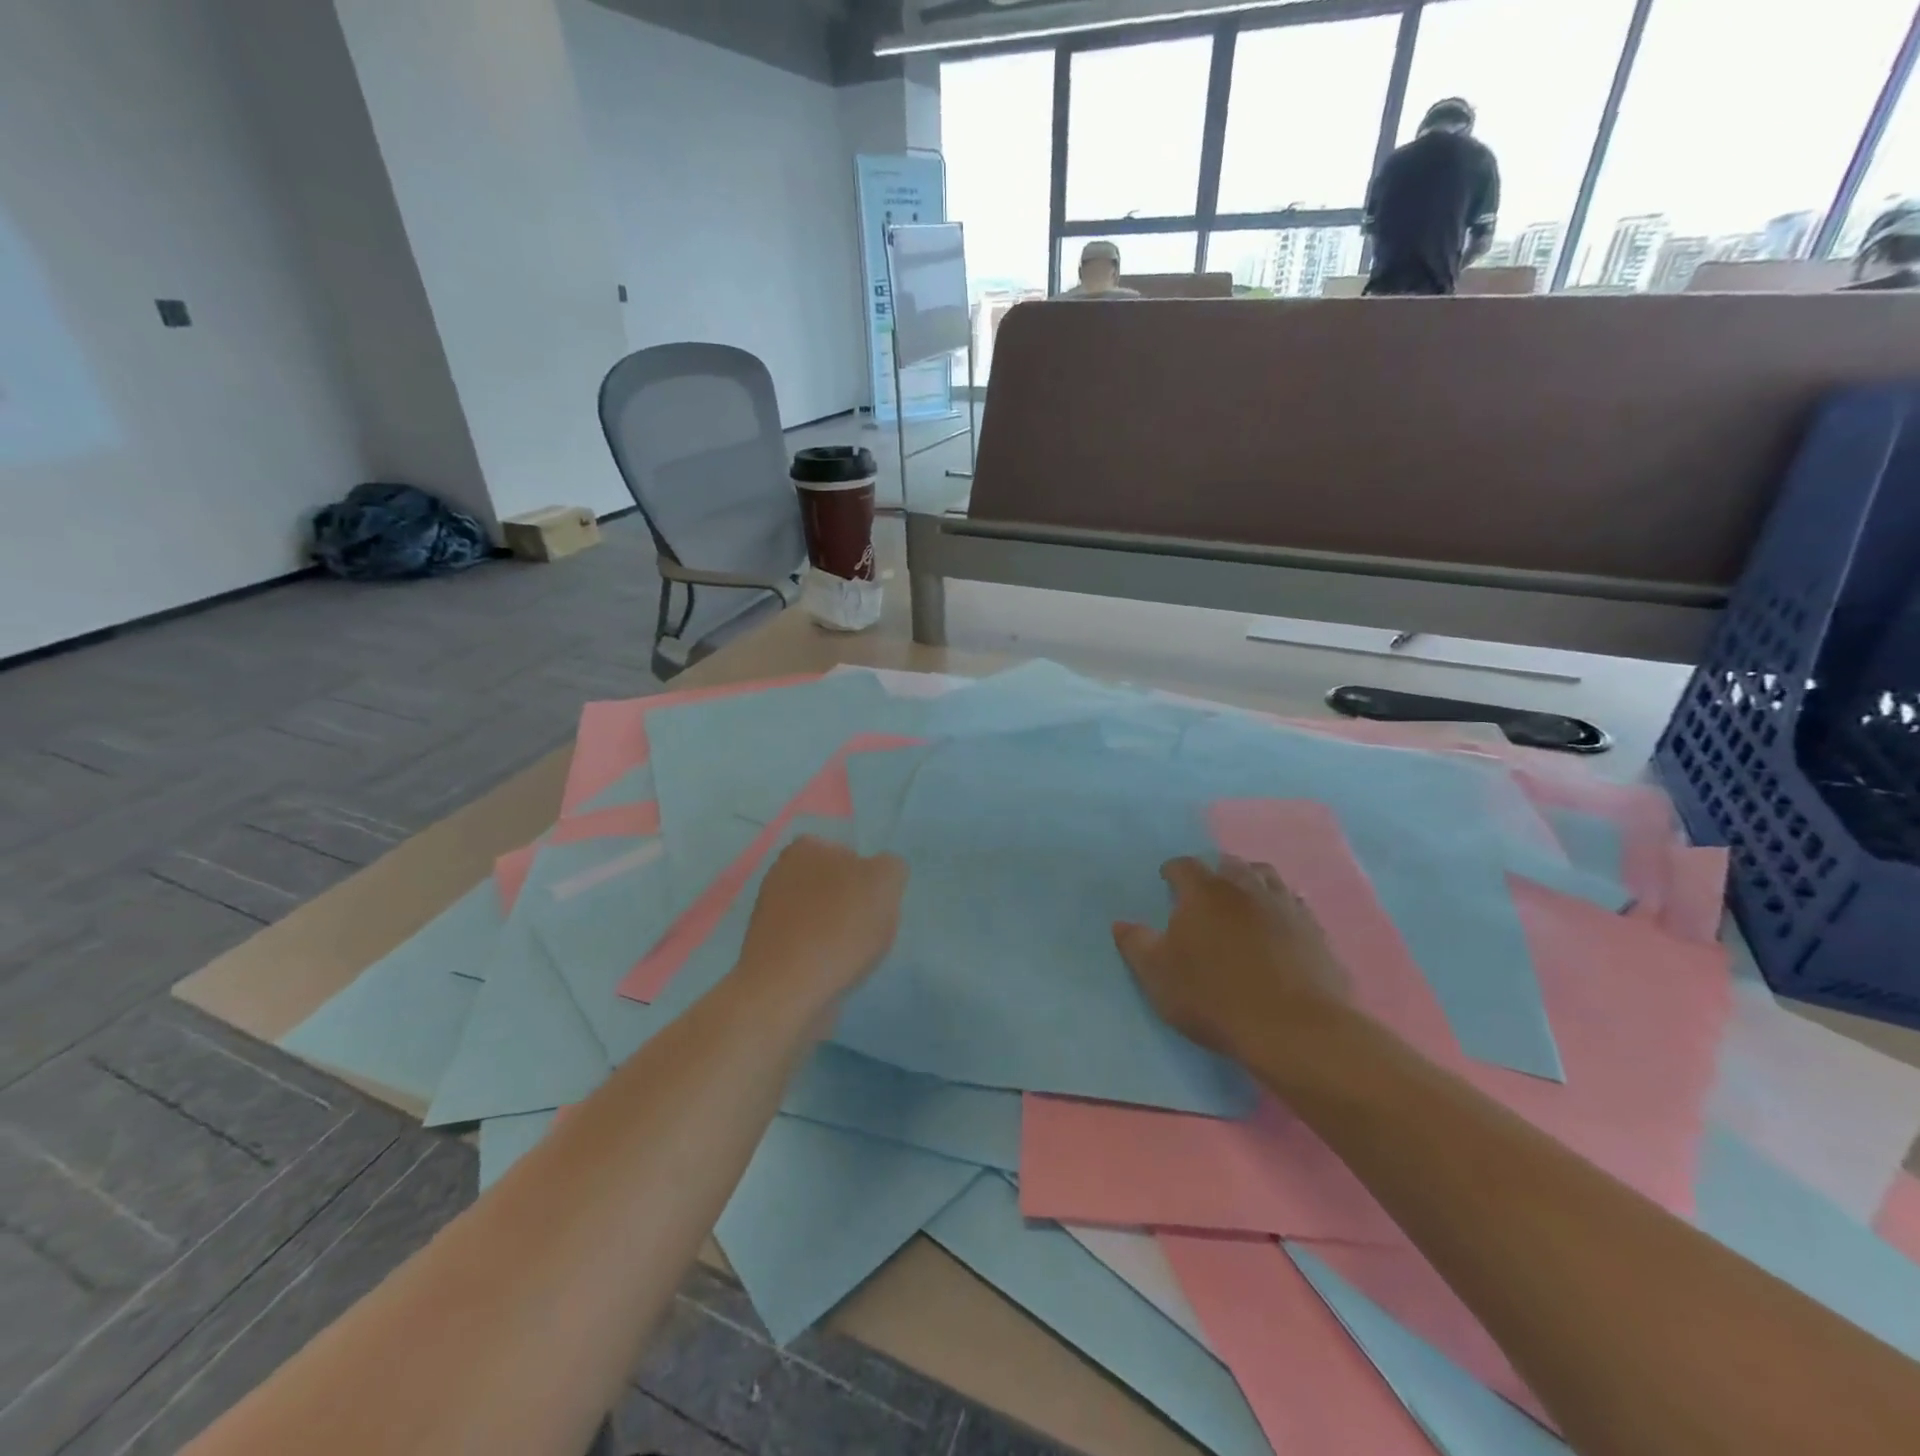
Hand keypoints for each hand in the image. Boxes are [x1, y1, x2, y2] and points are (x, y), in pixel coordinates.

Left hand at [735, 837, 907, 1013]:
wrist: (789, 991)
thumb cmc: (839, 926)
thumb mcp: (885, 881)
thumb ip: (891, 867)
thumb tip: (882, 875)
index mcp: (804, 849)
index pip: (849, 853)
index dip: (869, 877)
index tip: (878, 902)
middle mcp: (780, 875)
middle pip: (835, 887)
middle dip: (853, 906)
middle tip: (870, 928)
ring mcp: (770, 915)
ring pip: (822, 918)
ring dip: (840, 934)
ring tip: (855, 956)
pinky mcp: (769, 952)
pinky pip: (809, 947)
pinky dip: (824, 958)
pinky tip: (835, 972)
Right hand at [1115, 855, 1347, 1063]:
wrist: (1294, 1028)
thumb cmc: (1214, 997)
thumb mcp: (1158, 976)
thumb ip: (1136, 944)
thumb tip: (1120, 923)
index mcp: (1204, 892)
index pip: (1184, 865)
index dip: (1173, 870)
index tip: (1167, 880)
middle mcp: (1245, 888)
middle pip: (1230, 864)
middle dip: (1215, 871)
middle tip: (1206, 891)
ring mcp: (1285, 906)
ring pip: (1266, 877)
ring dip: (1251, 881)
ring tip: (1243, 900)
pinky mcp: (1314, 930)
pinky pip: (1294, 904)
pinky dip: (1281, 907)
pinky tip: (1278, 925)